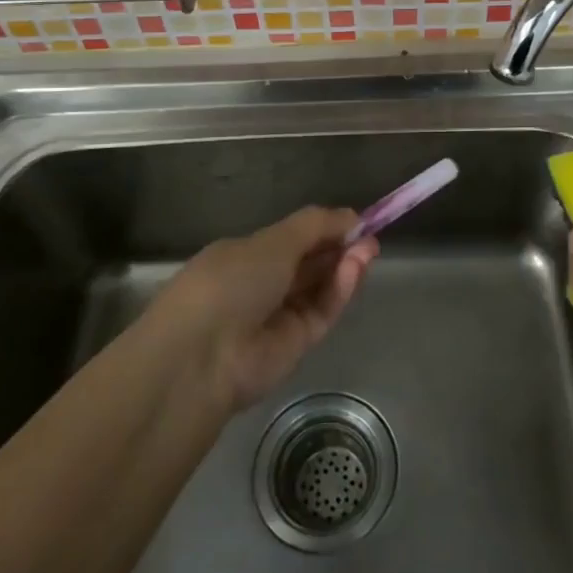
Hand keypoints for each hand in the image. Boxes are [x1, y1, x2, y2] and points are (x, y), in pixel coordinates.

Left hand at [160, 207, 378, 409]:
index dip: (323, 229)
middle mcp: (261, 285)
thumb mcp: (271, 241)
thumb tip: (350, 216)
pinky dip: (339, 290)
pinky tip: (355, 270)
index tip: (354, 221)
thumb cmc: (229, 281)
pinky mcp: (297, 344)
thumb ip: (315, 226)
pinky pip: (322, 311)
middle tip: (369, 236)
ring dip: (344, 266)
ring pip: (320, 287)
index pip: (292, 240)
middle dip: (339, 247)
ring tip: (368, 249)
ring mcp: (279, 316)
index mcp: (244, 256)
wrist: (203, 355)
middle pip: (310, 263)